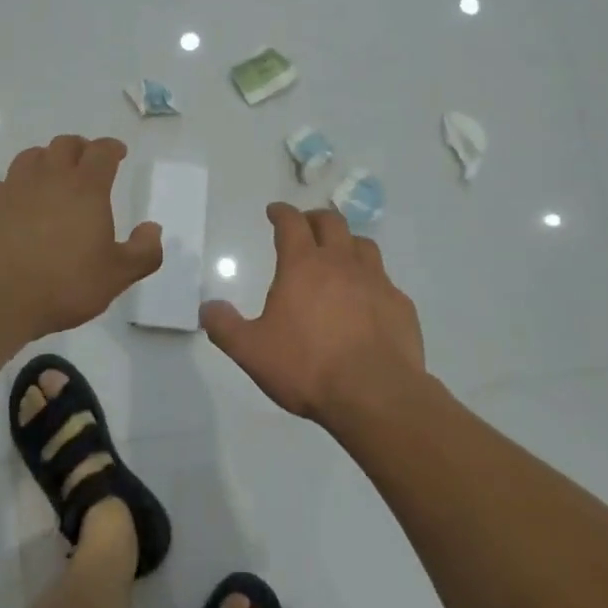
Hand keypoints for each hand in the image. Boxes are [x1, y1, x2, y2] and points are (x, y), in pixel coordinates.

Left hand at [0, 135, 161, 343]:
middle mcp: (49, 177)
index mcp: (86, 188)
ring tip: (50, 177)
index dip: (112, 148)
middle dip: (79, 147)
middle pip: (64, 144)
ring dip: (44, 160)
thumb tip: (153, 228)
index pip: (102, 152)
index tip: (117, 153)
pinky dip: (11, 189)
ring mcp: (12, 187)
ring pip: (30, 157)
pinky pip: (0, 185)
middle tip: (85, 161)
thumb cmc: (63, 284)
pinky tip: (13, 206)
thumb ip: (143, 252)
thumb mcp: (116, 276)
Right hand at [201, 203, 424, 425]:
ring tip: (339, 255)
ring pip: (363, 245)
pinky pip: (385, 281)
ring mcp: (376, 281)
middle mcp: (341, 263)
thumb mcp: (252, 351)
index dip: (281, 212)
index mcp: (303, 265)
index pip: (291, 223)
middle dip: (315, 218)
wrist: (376, 395)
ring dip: (347, 243)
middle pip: (331, 222)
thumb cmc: (308, 367)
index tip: (274, 211)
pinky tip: (367, 300)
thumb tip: (207, 308)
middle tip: (306, 226)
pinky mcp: (401, 305)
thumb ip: (226, 327)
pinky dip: (372, 281)